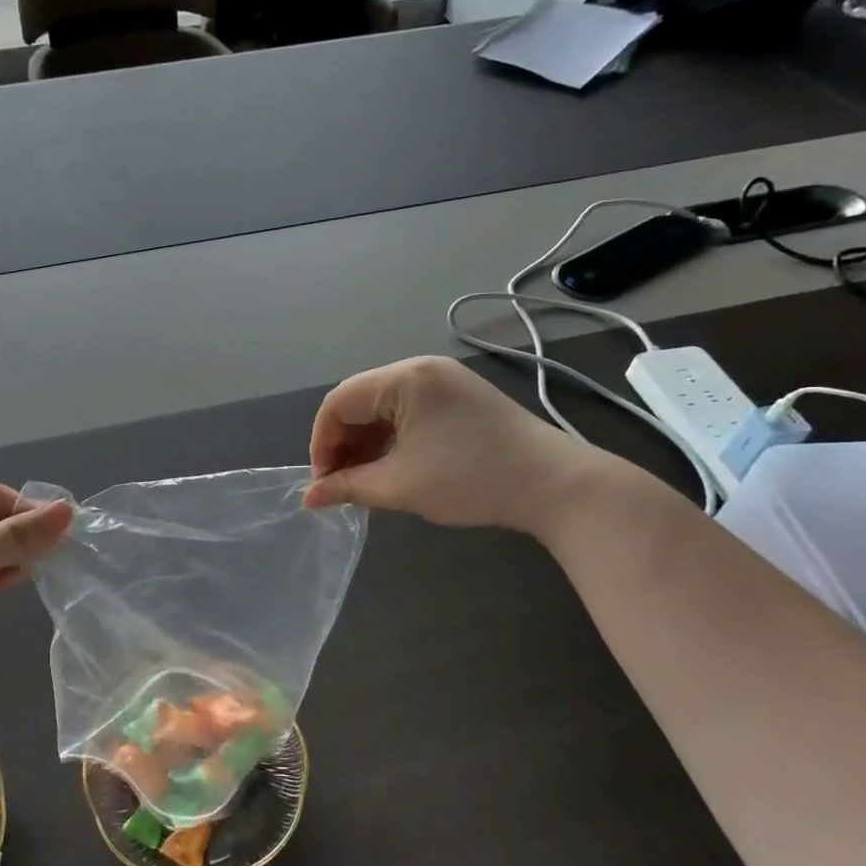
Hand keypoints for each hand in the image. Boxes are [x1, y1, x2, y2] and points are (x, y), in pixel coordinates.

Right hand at [304, 357, 605, 533]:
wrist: (556, 485)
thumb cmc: (471, 480)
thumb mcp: (400, 486)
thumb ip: (348, 487)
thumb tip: (309, 497)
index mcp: (404, 378)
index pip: (339, 402)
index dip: (321, 443)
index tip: (323, 483)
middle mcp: (421, 368)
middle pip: (360, 401)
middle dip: (344, 443)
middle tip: (342, 484)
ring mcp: (444, 380)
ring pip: (384, 407)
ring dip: (367, 442)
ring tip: (366, 480)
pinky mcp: (461, 396)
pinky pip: (409, 411)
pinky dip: (392, 438)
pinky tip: (393, 466)